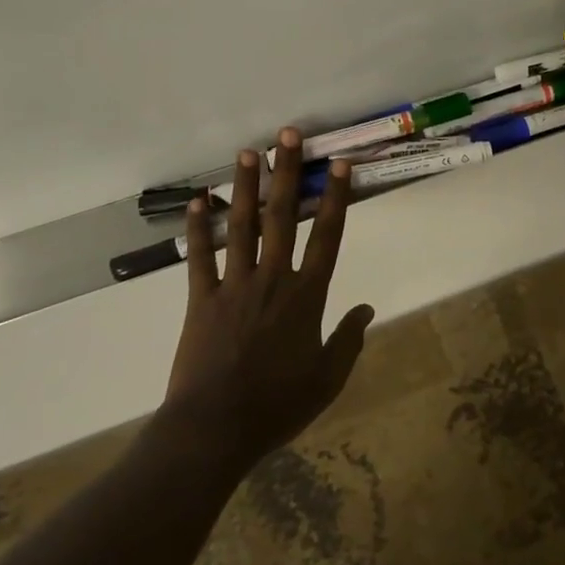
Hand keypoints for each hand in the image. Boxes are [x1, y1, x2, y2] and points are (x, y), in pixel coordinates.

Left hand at [162, 129, 372, 468]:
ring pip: (240, 226)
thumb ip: (348, 340)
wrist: (214, 429)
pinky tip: (197, 201)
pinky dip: (197, 228)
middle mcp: (272, 280)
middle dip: (286, 173)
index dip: (334, 198)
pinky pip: (199, 257)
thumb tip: (367, 309)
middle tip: (288, 135)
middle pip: (281, 217)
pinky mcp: (200, 300)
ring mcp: (233, 286)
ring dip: (244, 187)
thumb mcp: (327, 379)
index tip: (338, 164)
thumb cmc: (277, 406)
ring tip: (247, 152)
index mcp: (306, 297)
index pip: (326, 237)